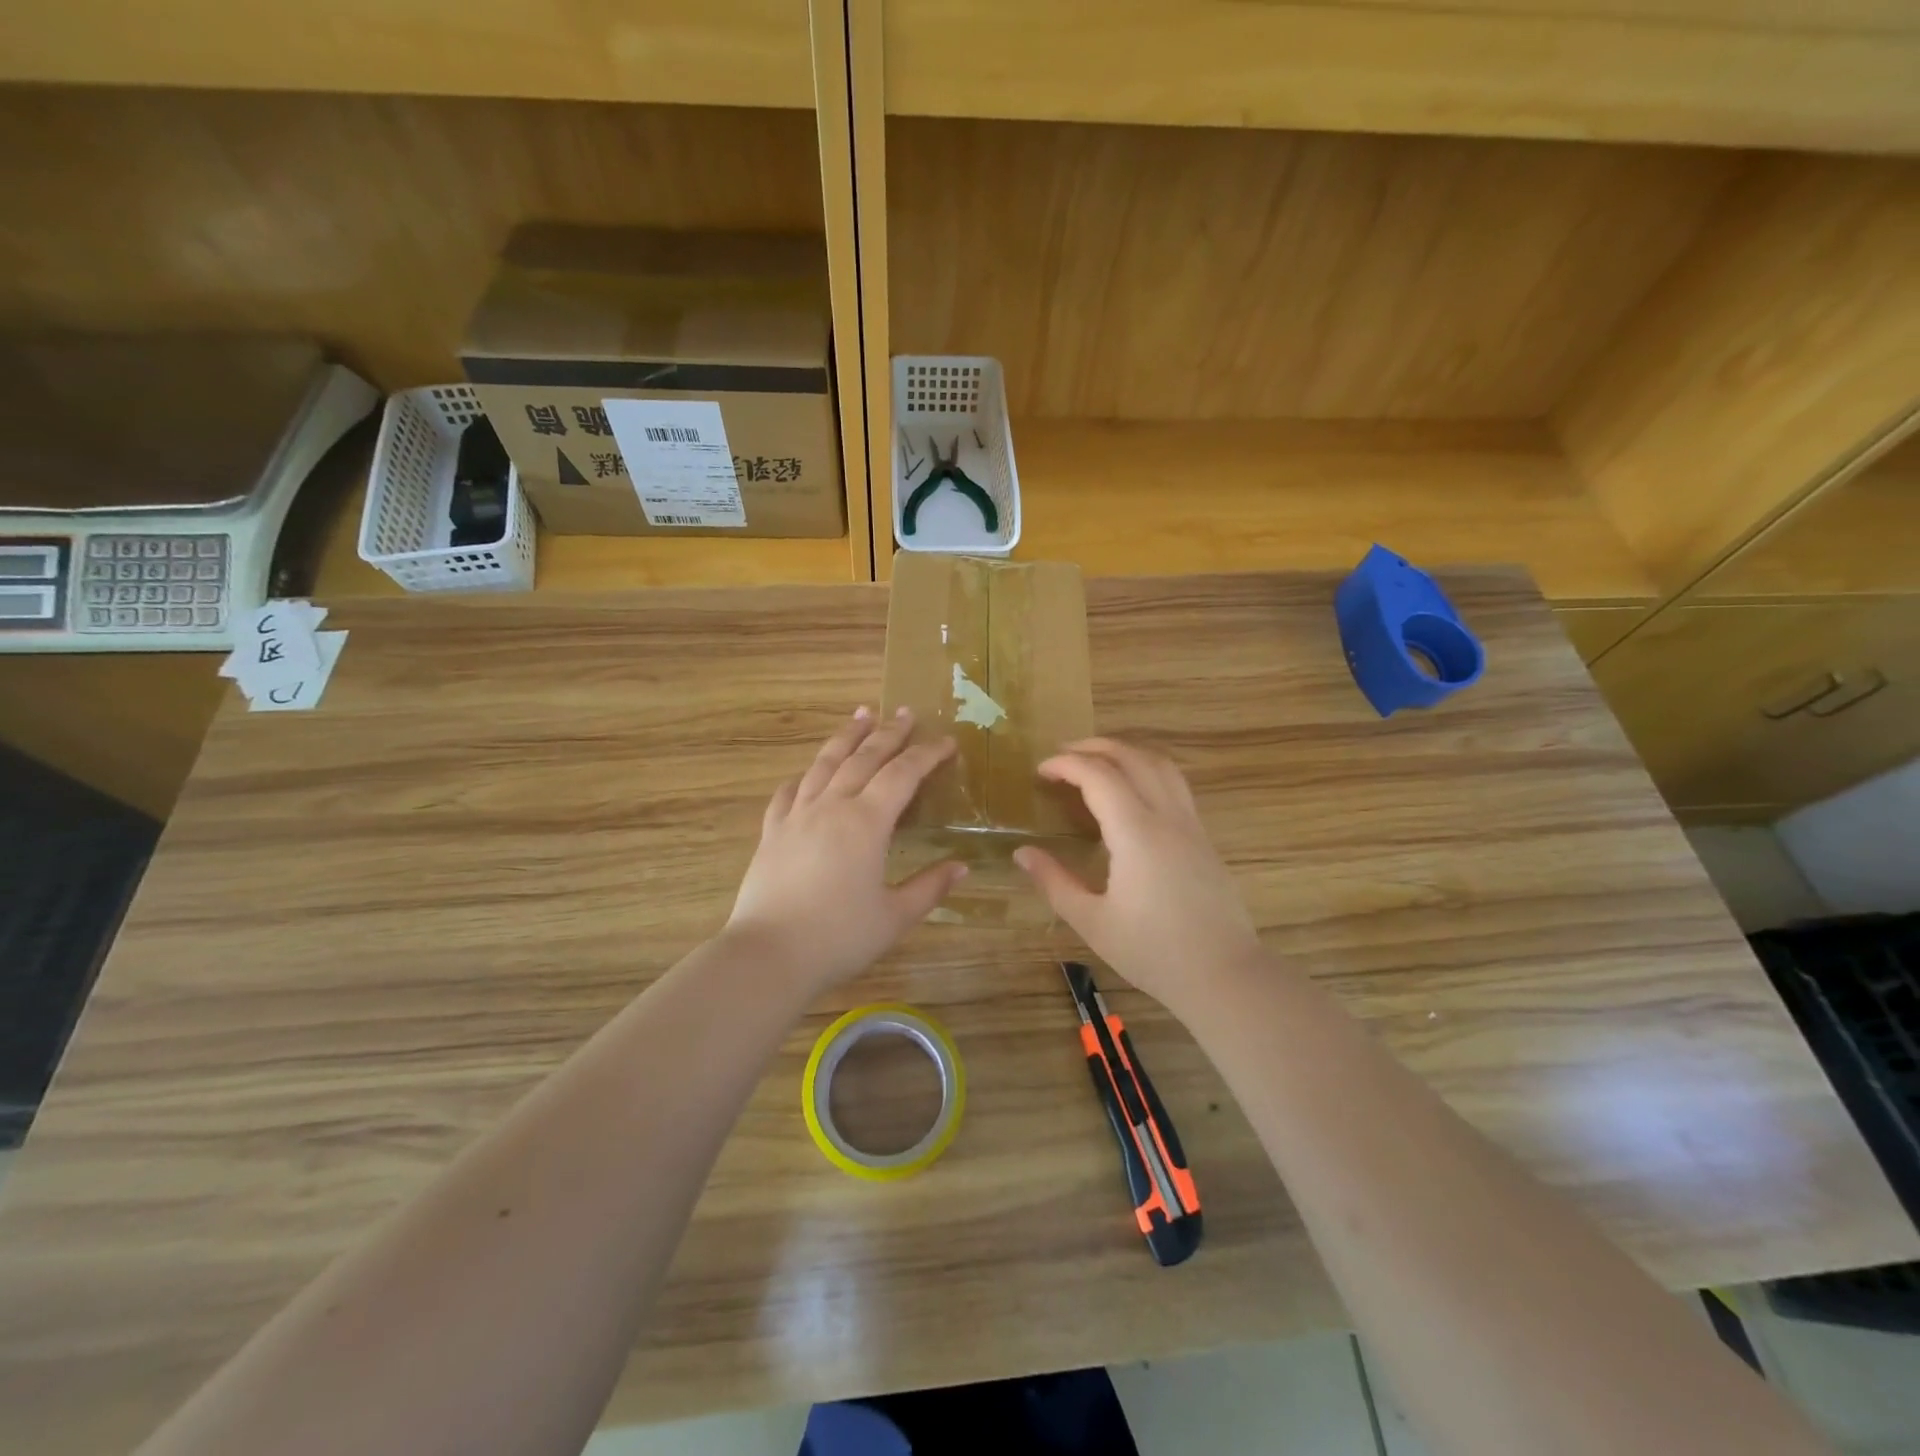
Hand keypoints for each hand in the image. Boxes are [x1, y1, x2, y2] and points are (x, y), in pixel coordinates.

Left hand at [726, 707, 964, 992]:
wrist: (769, 955)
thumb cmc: (839, 937)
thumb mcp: (895, 917)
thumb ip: (929, 887)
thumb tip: (961, 867)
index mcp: (867, 822)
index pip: (903, 774)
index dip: (927, 754)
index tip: (947, 741)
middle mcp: (832, 806)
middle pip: (864, 758)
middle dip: (889, 733)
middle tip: (906, 712)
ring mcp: (797, 815)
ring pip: (825, 764)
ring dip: (846, 737)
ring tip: (861, 715)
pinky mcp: (772, 832)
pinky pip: (789, 792)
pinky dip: (804, 776)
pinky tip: (808, 773)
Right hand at [1014, 738, 1262, 1015]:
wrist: (1224, 975)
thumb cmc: (1153, 953)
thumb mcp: (1092, 922)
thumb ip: (1054, 882)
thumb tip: (1022, 853)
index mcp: (1136, 833)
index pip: (1098, 776)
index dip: (1066, 765)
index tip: (1041, 771)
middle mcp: (1167, 817)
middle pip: (1133, 757)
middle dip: (1095, 746)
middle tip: (1063, 755)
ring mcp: (1191, 825)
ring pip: (1161, 765)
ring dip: (1126, 752)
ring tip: (1097, 760)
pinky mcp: (1204, 838)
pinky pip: (1175, 784)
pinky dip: (1147, 770)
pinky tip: (1133, 791)